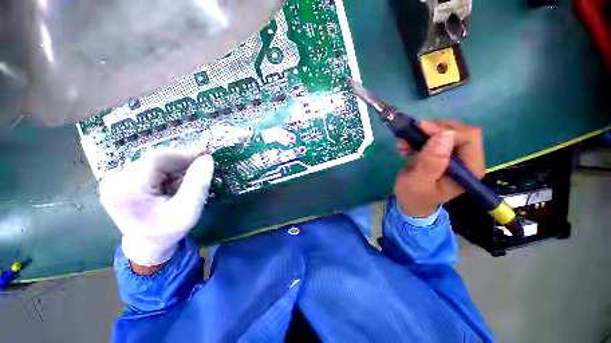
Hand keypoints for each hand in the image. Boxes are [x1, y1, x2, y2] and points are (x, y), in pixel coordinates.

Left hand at [100, 149, 214, 268]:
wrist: (146, 246)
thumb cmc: (168, 232)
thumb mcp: (189, 210)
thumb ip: (198, 183)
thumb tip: (207, 158)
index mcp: (128, 190)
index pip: (158, 160)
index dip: (185, 154)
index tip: (207, 154)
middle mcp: (115, 181)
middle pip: (155, 160)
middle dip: (181, 162)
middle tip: (202, 166)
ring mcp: (115, 180)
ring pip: (154, 163)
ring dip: (175, 168)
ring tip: (189, 178)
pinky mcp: (121, 181)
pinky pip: (150, 168)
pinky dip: (167, 172)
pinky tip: (176, 182)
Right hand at [394, 120, 484, 217]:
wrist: (410, 202)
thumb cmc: (414, 196)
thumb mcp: (419, 182)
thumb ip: (431, 162)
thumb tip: (445, 135)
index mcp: (469, 170)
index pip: (468, 139)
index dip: (445, 131)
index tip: (420, 130)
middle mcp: (468, 160)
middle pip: (459, 132)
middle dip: (433, 130)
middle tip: (411, 135)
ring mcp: (455, 156)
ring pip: (447, 131)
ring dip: (424, 134)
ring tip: (405, 144)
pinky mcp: (443, 153)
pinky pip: (436, 137)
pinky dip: (420, 137)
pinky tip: (407, 146)